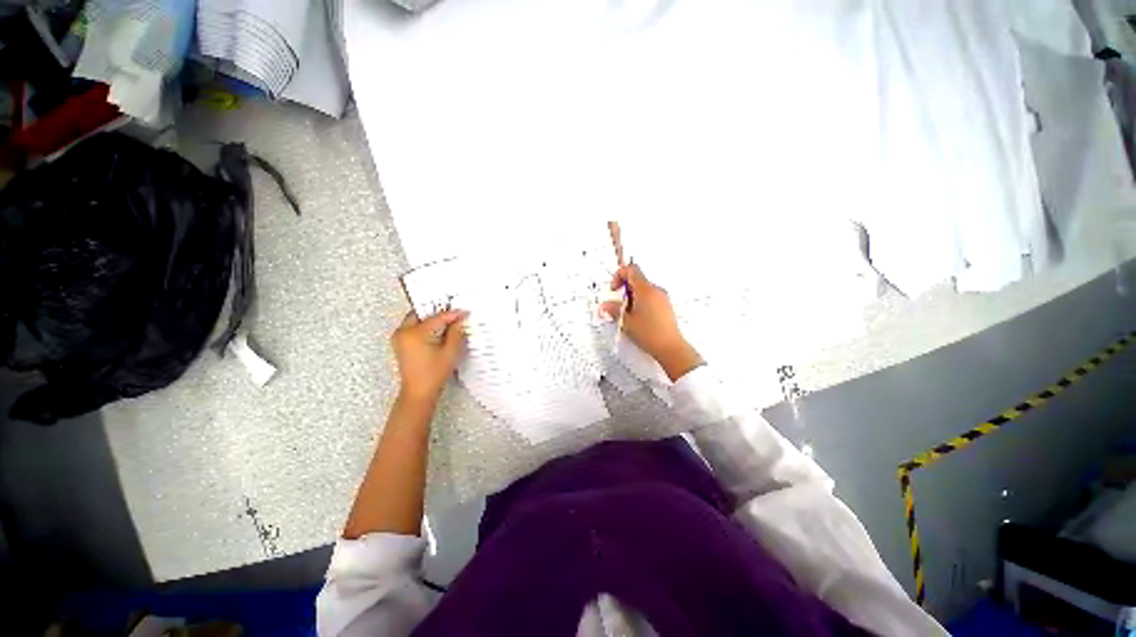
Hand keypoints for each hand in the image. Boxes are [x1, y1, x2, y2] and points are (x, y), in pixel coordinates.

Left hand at [391, 309, 467, 403]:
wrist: (419, 392)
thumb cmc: (433, 375)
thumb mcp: (450, 352)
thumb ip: (456, 332)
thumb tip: (459, 321)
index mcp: (415, 333)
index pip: (437, 317)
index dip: (453, 314)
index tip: (464, 312)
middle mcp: (403, 333)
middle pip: (422, 313)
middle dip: (438, 311)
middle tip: (453, 311)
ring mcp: (399, 338)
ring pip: (417, 319)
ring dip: (431, 318)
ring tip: (447, 320)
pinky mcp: (400, 344)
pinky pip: (413, 327)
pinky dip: (425, 326)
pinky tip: (437, 329)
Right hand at [601, 264, 703, 380]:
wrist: (670, 347)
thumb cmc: (650, 334)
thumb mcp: (626, 321)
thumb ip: (613, 309)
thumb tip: (606, 305)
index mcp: (646, 290)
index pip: (631, 270)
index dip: (619, 276)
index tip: (614, 289)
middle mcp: (656, 290)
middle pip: (637, 279)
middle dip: (624, 289)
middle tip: (619, 304)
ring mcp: (663, 298)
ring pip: (643, 289)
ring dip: (632, 297)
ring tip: (628, 314)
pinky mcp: (666, 306)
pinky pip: (651, 297)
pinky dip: (641, 302)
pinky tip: (638, 318)